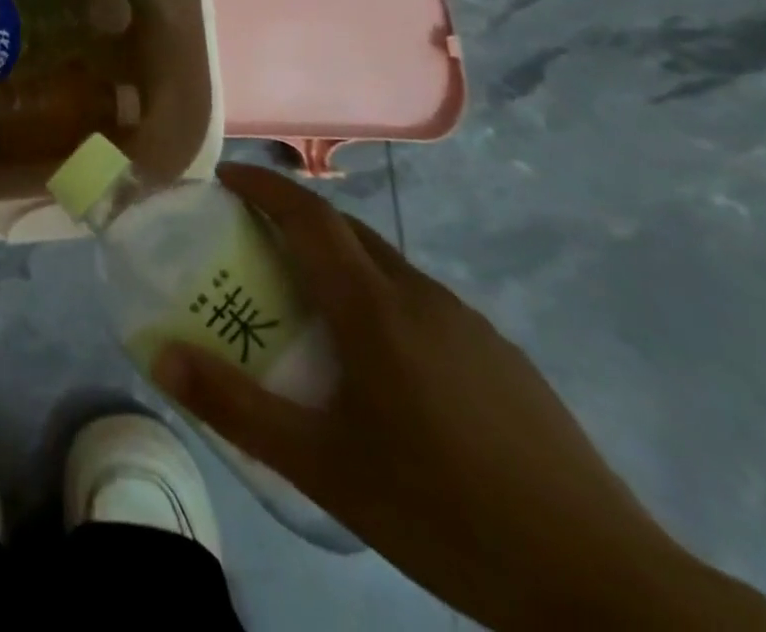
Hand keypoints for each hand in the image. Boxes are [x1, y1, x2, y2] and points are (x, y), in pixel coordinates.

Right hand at [153, 165, 765, 631]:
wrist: (605, 585)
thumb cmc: (444, 510)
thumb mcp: (323, 467)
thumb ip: (236, 408)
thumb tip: (160, 358)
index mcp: (374, 307)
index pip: (309, 214)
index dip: (264, 185)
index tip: (225, 179)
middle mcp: (420, 295)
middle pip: (347, 229)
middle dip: (294, 217)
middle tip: (252, 240)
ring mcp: (469, 323)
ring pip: (386, 265)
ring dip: (338, 259)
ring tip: (308, 303)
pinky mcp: (501, 356)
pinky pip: (420, 300)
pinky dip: (379, 296)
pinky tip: (382, 363)